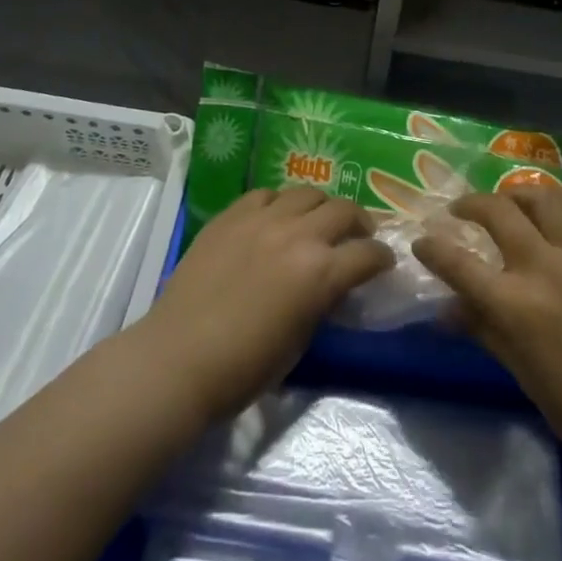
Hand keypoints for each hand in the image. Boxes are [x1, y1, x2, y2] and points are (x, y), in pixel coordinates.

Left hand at [144, 188, 392, 420]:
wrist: (178, 358)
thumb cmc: (244, 368)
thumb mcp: (300, 340)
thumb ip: (322, 302)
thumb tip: (331, 285)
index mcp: (321, 272)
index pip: (368, 254)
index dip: (382, 258)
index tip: (383, 263)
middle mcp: (298, 235)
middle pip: (344, 210)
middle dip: (359, 223)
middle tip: (358, 236)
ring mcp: (262, 219)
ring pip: (307, 192)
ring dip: (321, 207)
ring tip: (317, 221)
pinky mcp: (231, 215)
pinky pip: (266, 195)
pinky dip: (280, 204)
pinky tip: (275, 219)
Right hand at [413, 188, 561, 477]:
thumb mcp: (520, 371)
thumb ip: (482, 329)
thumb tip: (446, 310)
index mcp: (514, 304)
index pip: (458, 264)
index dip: (432, 249)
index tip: (422, 242)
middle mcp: (543, 267)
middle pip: (497, 212)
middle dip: (470, 204)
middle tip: (460, 211)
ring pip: (542, 198)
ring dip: (516, 193)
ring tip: (507, 201)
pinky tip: (556, 205)